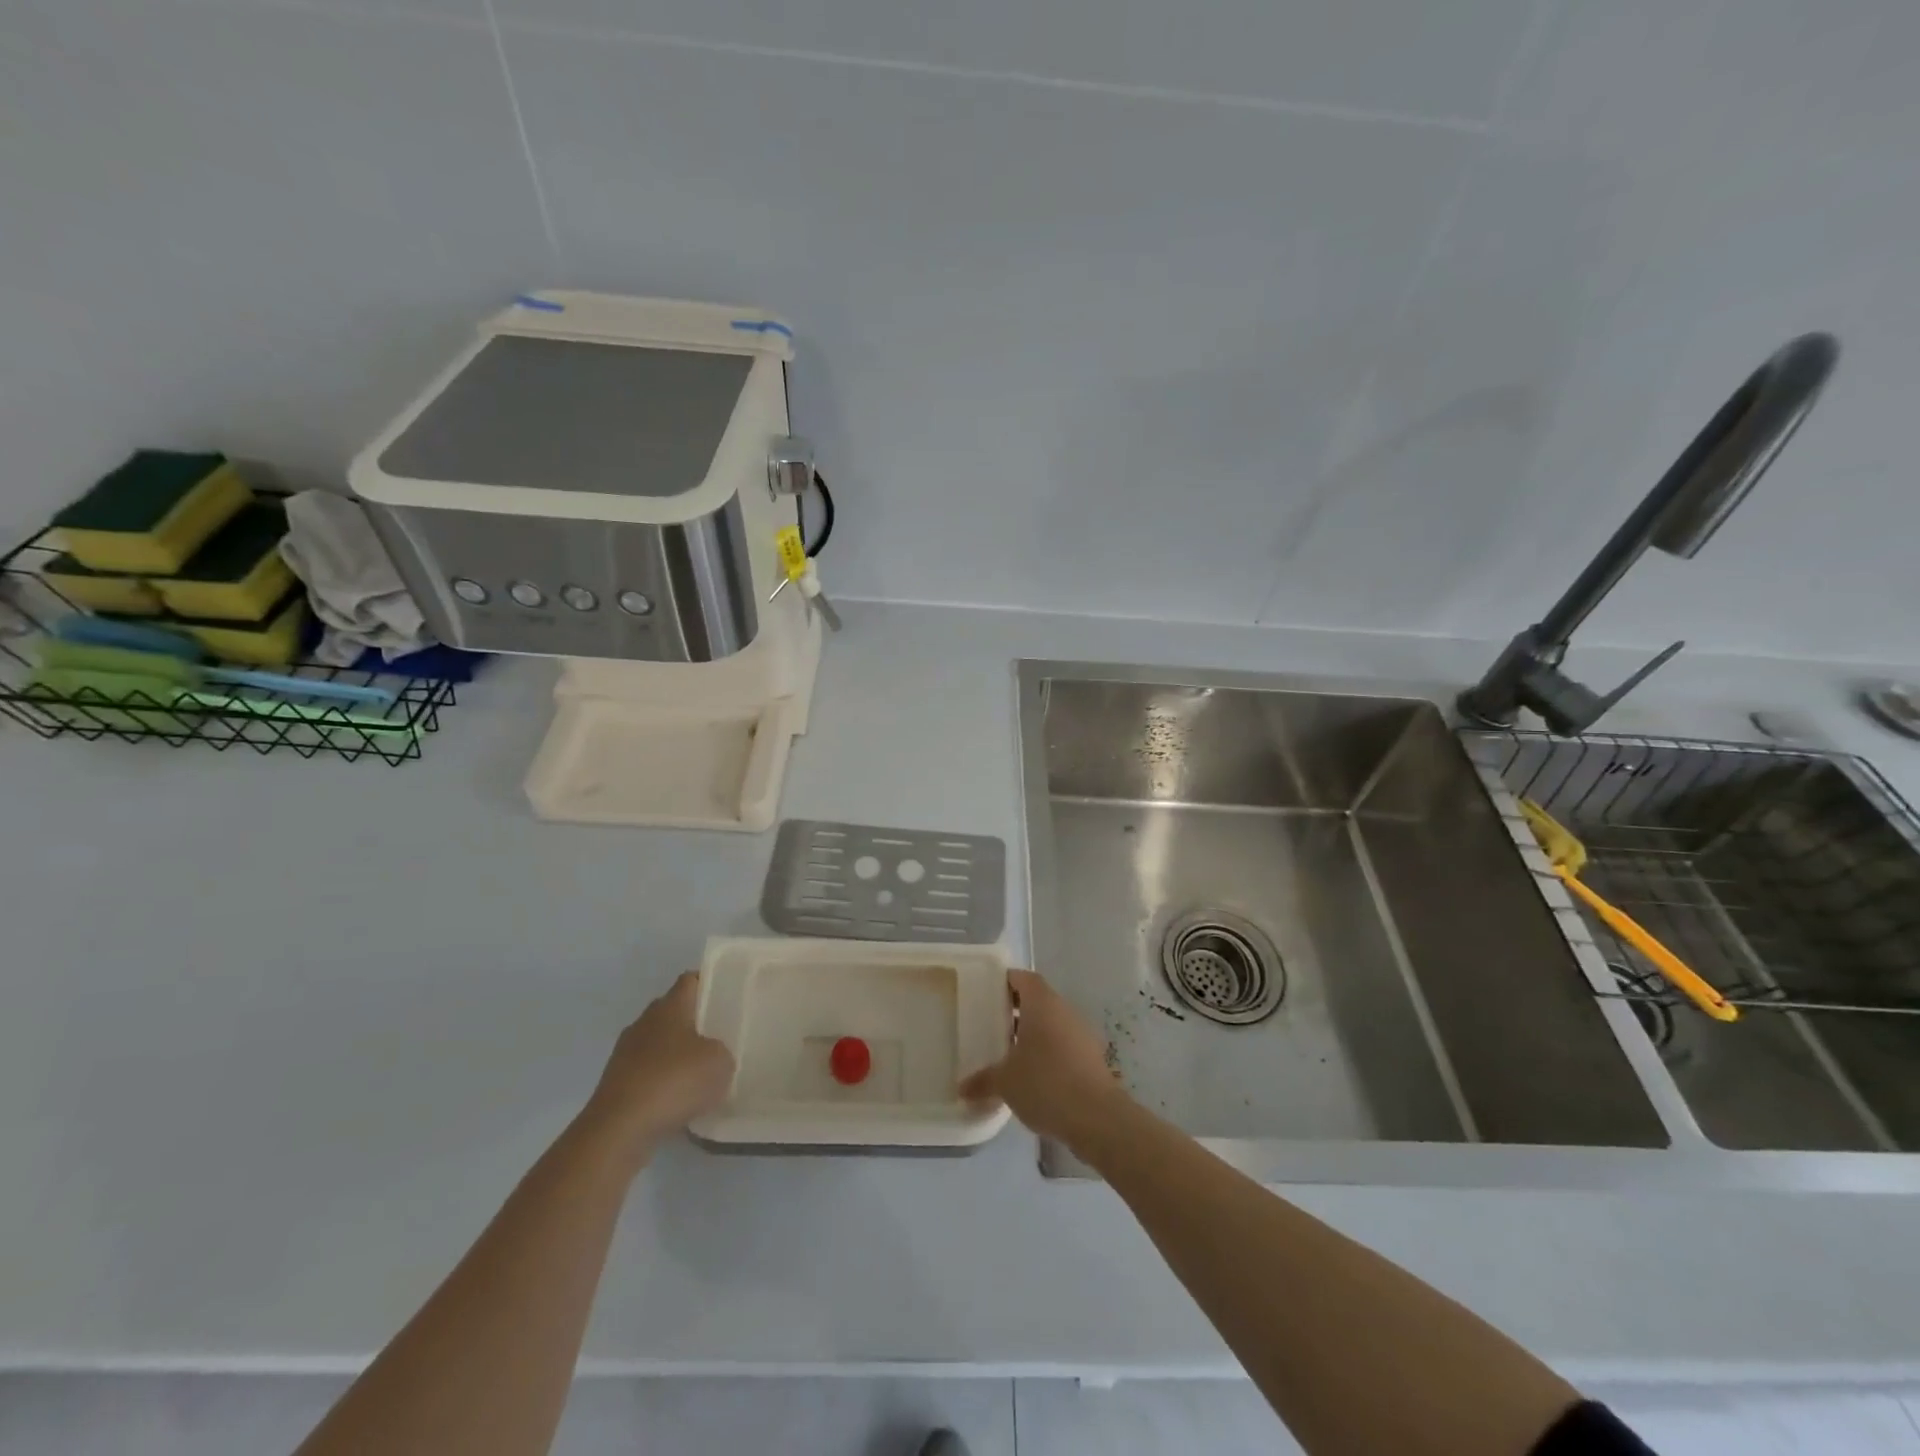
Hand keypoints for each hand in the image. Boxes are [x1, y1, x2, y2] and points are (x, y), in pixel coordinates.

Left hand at [581, 973, 733, 1159]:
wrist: (619, 1129)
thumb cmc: (674, 1081)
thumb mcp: (720, 1062)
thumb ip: (721, 1051)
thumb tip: (711, 1055)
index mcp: (669, 1006)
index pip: (690, 981)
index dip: (708, 984)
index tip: (727, 996)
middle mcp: (644, 1022)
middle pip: (672, 1012)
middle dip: (693, 1022)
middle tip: (719, 1037)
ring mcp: (625, 1054)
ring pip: (658, 1044)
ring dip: (675, 1055)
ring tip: (699, 1074)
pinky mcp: (615, 1084)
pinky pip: (646, 1074)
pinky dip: (661, 1083)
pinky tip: (677, 1101)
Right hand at [959, 970, 1131, 1153]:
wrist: (1097, 1117)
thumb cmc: (1045, 1083)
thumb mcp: (1005, 1082)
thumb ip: (983, 1080)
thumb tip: (961, 1088)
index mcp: (1042, 1004)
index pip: (1024, 979)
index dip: (1007, 981)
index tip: (989, 992)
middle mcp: (1064, 1011)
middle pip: (1038, 1000)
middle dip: (1017, 1011)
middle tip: (992, 1024)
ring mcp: (1082, 1034)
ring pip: (1053, 1024)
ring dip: (1034, 1033)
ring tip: (1009, 1052)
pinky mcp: (1092, 1058)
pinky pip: (1064, 1045)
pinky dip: (1049, 1053)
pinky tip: (1033, 1076)